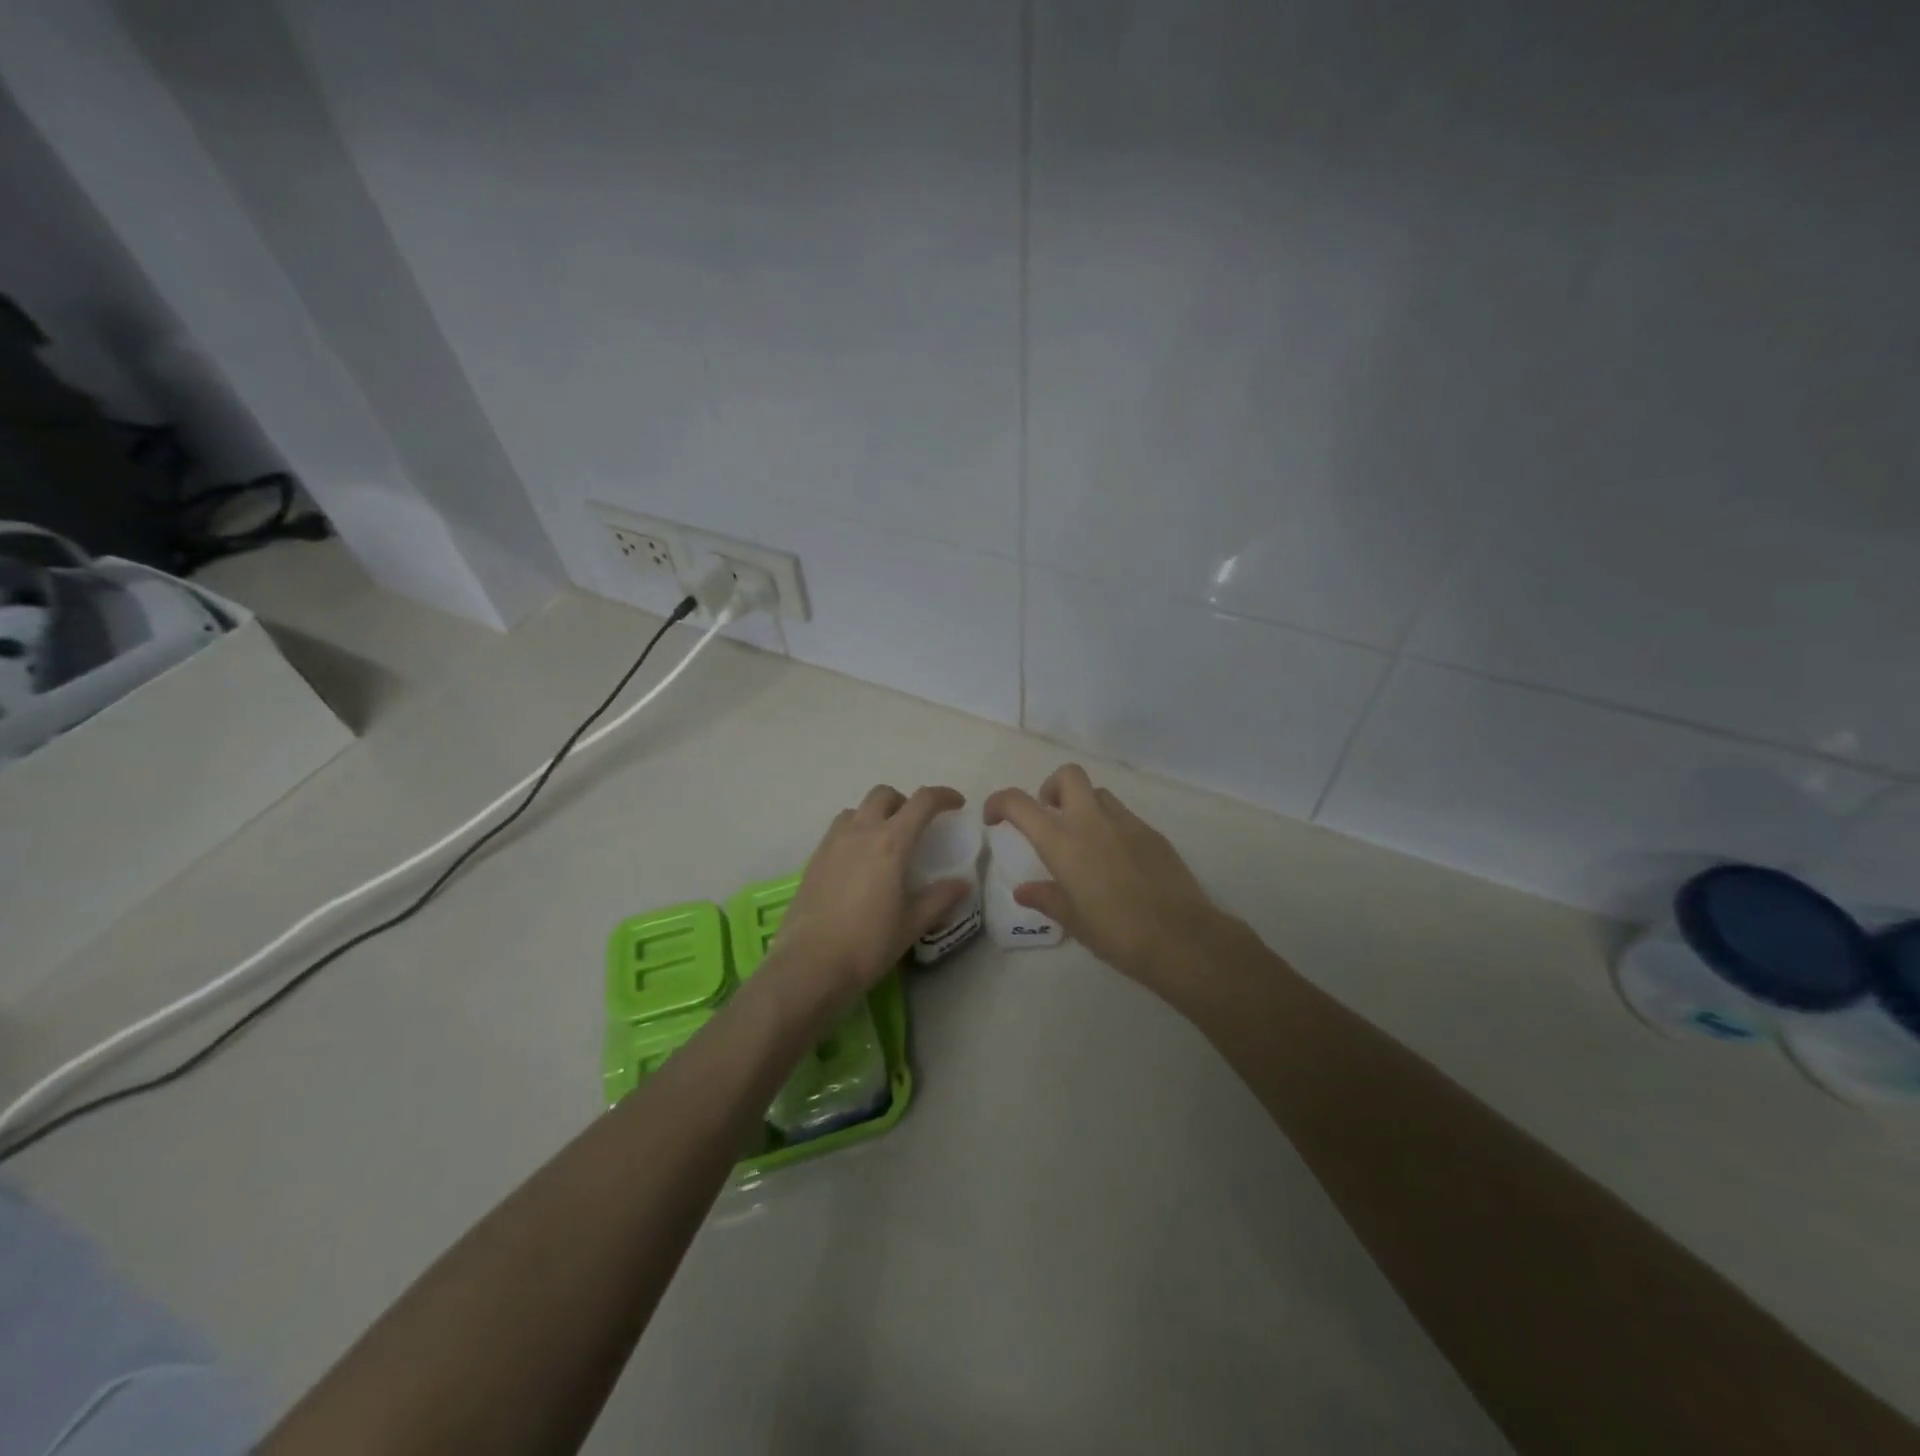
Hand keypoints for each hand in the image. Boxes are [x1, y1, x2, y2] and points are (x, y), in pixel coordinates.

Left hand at [770, 785, 972, 1006]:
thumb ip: (939, 898)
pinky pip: (838, 829)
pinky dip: (855, 831)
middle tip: (917, 826)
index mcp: (891, 842)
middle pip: (884, 795)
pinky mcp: (814, 858)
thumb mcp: (912, 924)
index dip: (943, 796)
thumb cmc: (868, 944)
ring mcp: (833, 842)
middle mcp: (861, 831)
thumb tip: (962, 883)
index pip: (922, 802)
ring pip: (857, 809)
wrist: (810, 964)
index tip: (956, 804)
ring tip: (885, 842)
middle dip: (905, 801)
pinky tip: (859, 862)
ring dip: (876, 814)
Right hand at [984, 765, 1218, 989]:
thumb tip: (1024, 890)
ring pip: (1098, 793)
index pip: (1019, 803)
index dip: (999, 802)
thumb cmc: (1116, 933)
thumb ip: (1046, 898)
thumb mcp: (1073, 920)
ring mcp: (1126, 823)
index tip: (995, 818)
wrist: (1180, 938)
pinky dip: (1110, 826)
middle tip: (1049, 817)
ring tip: (1084, 841)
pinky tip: (1116, 861)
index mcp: (1063, 842)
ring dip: (1083, 806)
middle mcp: (1092, 822)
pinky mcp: (1152, 833)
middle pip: (1067, 775)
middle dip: (1051, 788)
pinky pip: (1123, 816)